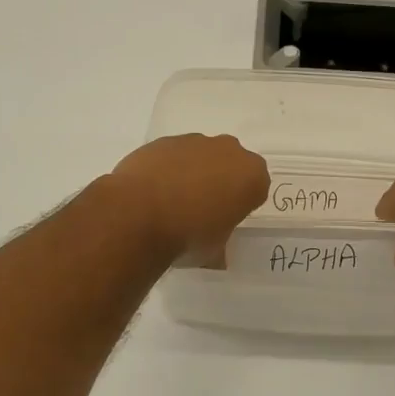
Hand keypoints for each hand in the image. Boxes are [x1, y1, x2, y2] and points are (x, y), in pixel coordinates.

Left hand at [110, 134, 268, 263]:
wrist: (138, 215)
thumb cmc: (189, 236)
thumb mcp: (214, 251)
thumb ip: (220, 243)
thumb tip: (215, 254)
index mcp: (252, 176)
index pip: (256, 188)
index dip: (241, 205)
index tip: (225, 220)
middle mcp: (228, 150)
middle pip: (230, 165)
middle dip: (220, 181)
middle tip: (202, 210)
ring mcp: (194, 142)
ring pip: (201, 156)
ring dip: (193, 173)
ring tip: (172, 202)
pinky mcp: (163, 141)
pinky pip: (173, 156)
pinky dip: (167, 169)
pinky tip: (152, 193)